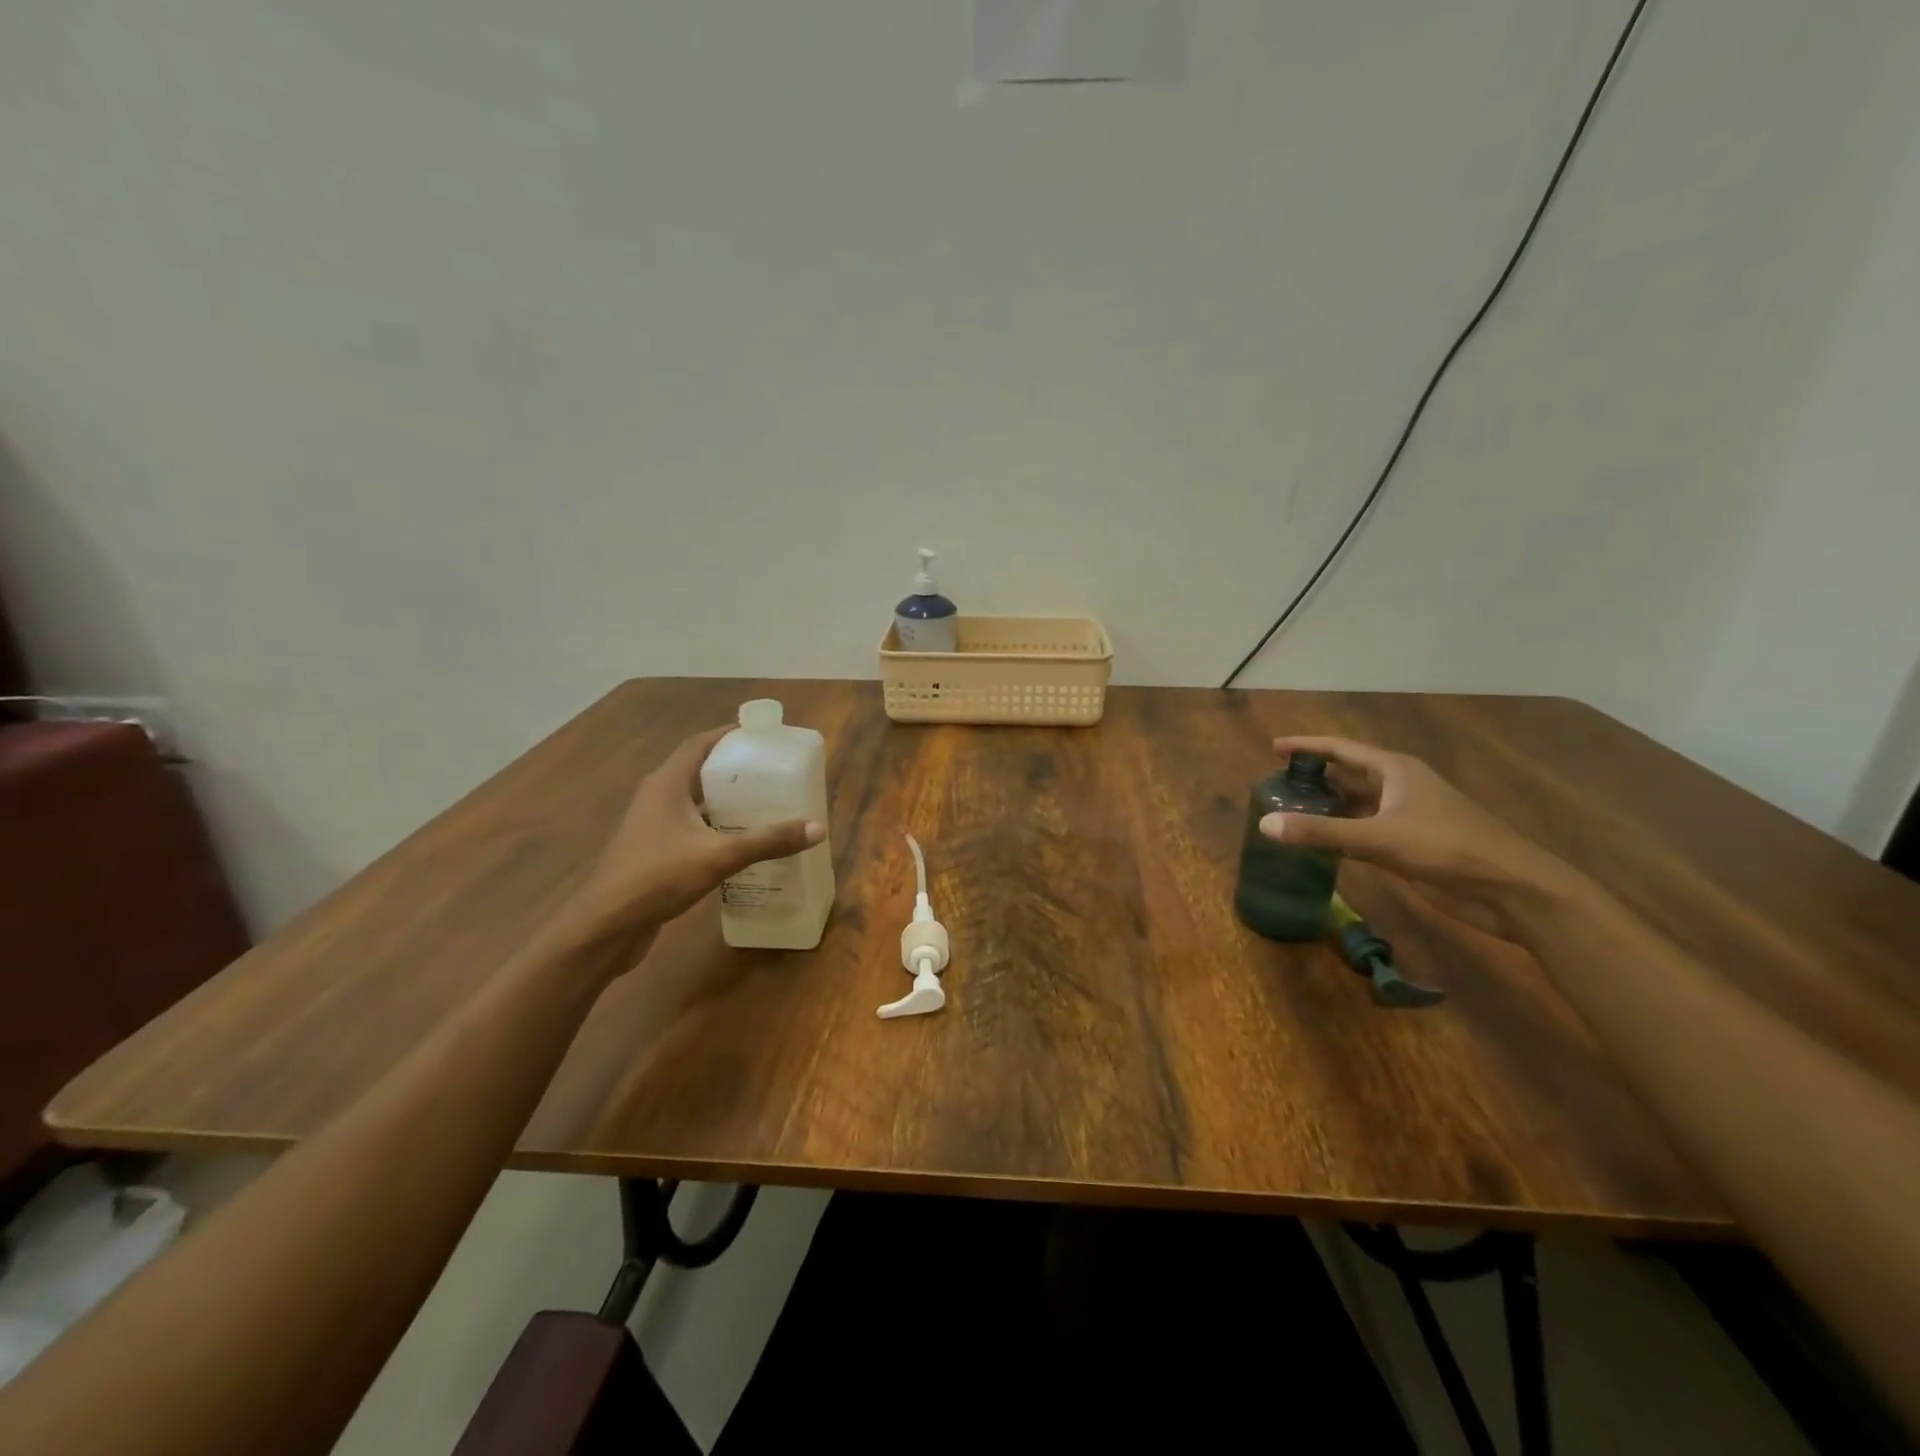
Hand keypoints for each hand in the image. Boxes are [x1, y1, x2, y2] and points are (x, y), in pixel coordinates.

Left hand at [560, 726, 822, 952]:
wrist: (605, 926)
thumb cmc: (657, 877)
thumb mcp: (719, 856)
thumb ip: (767, 841)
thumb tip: (817, 828)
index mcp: (667, 783)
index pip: (700, 743)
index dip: (729, 735)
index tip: (762, 736)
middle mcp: (657, 796)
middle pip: (700, 770)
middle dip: (736, 769)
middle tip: (774, 772)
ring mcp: (652, 824)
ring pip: (696, 801)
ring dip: (727, 800)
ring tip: (766, 804)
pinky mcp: (654, 850)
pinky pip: (691, 826)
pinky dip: (716, 827)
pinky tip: (742, 842)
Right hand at [1261, 736, 1584, 934]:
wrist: (1511, 889)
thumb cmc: (1448, 848)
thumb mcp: (1379, 837)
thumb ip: (1321, 832)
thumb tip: (1265, 824)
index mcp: (1395, 770)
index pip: (1341, 748)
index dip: (1307, 746)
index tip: (1274, 749)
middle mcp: (1399, 787)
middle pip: (1348, 774)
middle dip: (1314, 777)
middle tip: (1275, 784)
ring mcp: (1406, 817)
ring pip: (1356, 805)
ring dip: (1326, 807)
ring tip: (1288, 811)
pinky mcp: (1410, 845)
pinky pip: (1364, 831)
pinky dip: (1340, 833)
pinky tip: (1318, 844)